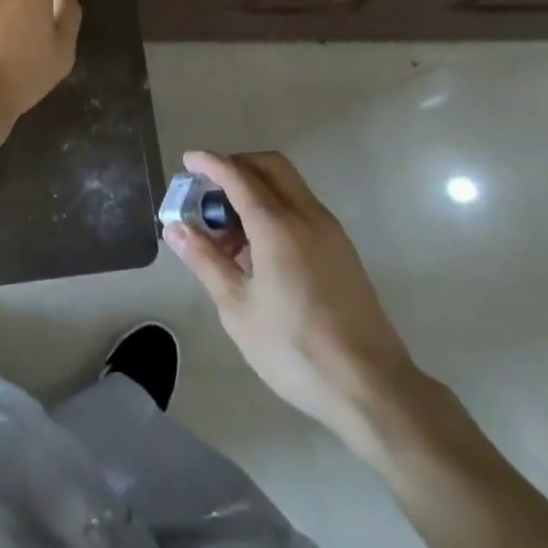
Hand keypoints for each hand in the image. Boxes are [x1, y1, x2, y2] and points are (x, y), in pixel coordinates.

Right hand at [166, 149, 423, 436]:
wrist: (372, 387)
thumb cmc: (295, 349)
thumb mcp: (238, 309)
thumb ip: (205, 261)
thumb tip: (175, 227)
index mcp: (277, 225)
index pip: (238, 175)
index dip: (210, 163)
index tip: (188, 160)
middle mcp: (306, 215)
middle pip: (269, 165)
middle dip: (236, 165)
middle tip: (209, 189)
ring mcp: (330, 230)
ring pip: (288, 184)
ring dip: (257, 187)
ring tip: (231, 228)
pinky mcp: (342, 249)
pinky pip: (302, 207)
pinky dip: (276, 206)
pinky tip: (261, 248)